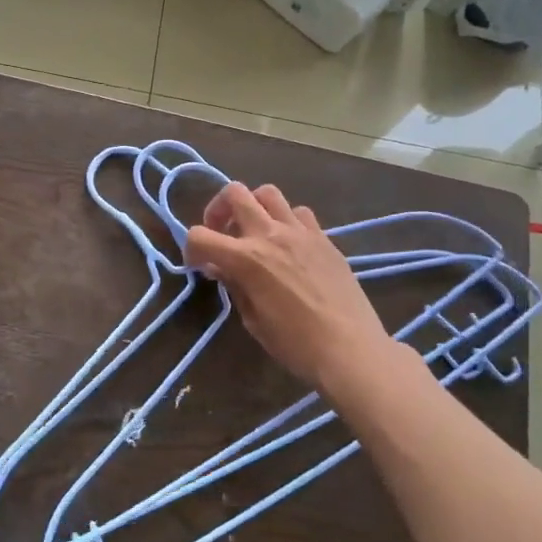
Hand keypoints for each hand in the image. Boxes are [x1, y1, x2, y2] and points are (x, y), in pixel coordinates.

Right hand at [184, 182, 392, 391]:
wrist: (350, 348)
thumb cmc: (295, 343)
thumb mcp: (253, 319)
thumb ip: (234, 285)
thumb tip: (220, 268)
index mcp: (246, 259)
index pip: (200, 235)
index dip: (191, 249)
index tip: (198, 264)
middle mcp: (270, 234)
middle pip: (235, 193)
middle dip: (219, 210)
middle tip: (221, 233)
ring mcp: (300, 232)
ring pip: (268, 193)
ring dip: (254, 207)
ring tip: (254, 232)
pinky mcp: (324, 238)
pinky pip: (300, 213)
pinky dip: (286, 221)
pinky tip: (288, 245)